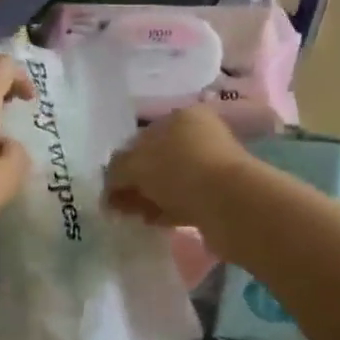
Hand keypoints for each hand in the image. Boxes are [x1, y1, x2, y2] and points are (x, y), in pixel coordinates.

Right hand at [103, 105, 255, 234]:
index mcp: (180, 117)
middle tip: (119, 205)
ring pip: (170, 182)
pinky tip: (155, 222)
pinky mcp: (220, 194)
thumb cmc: (179, 171)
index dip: (122, 162)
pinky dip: (168, 209)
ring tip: (134, 216)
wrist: (230, 203)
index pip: (142, 137)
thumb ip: (116, 172)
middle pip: (157, 160)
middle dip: (136, 182)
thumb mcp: (135, 165)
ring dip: (151, 198)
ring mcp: (212, 165)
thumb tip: (110, 185)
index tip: (110, 187)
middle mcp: (199, 135)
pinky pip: (185, 200)